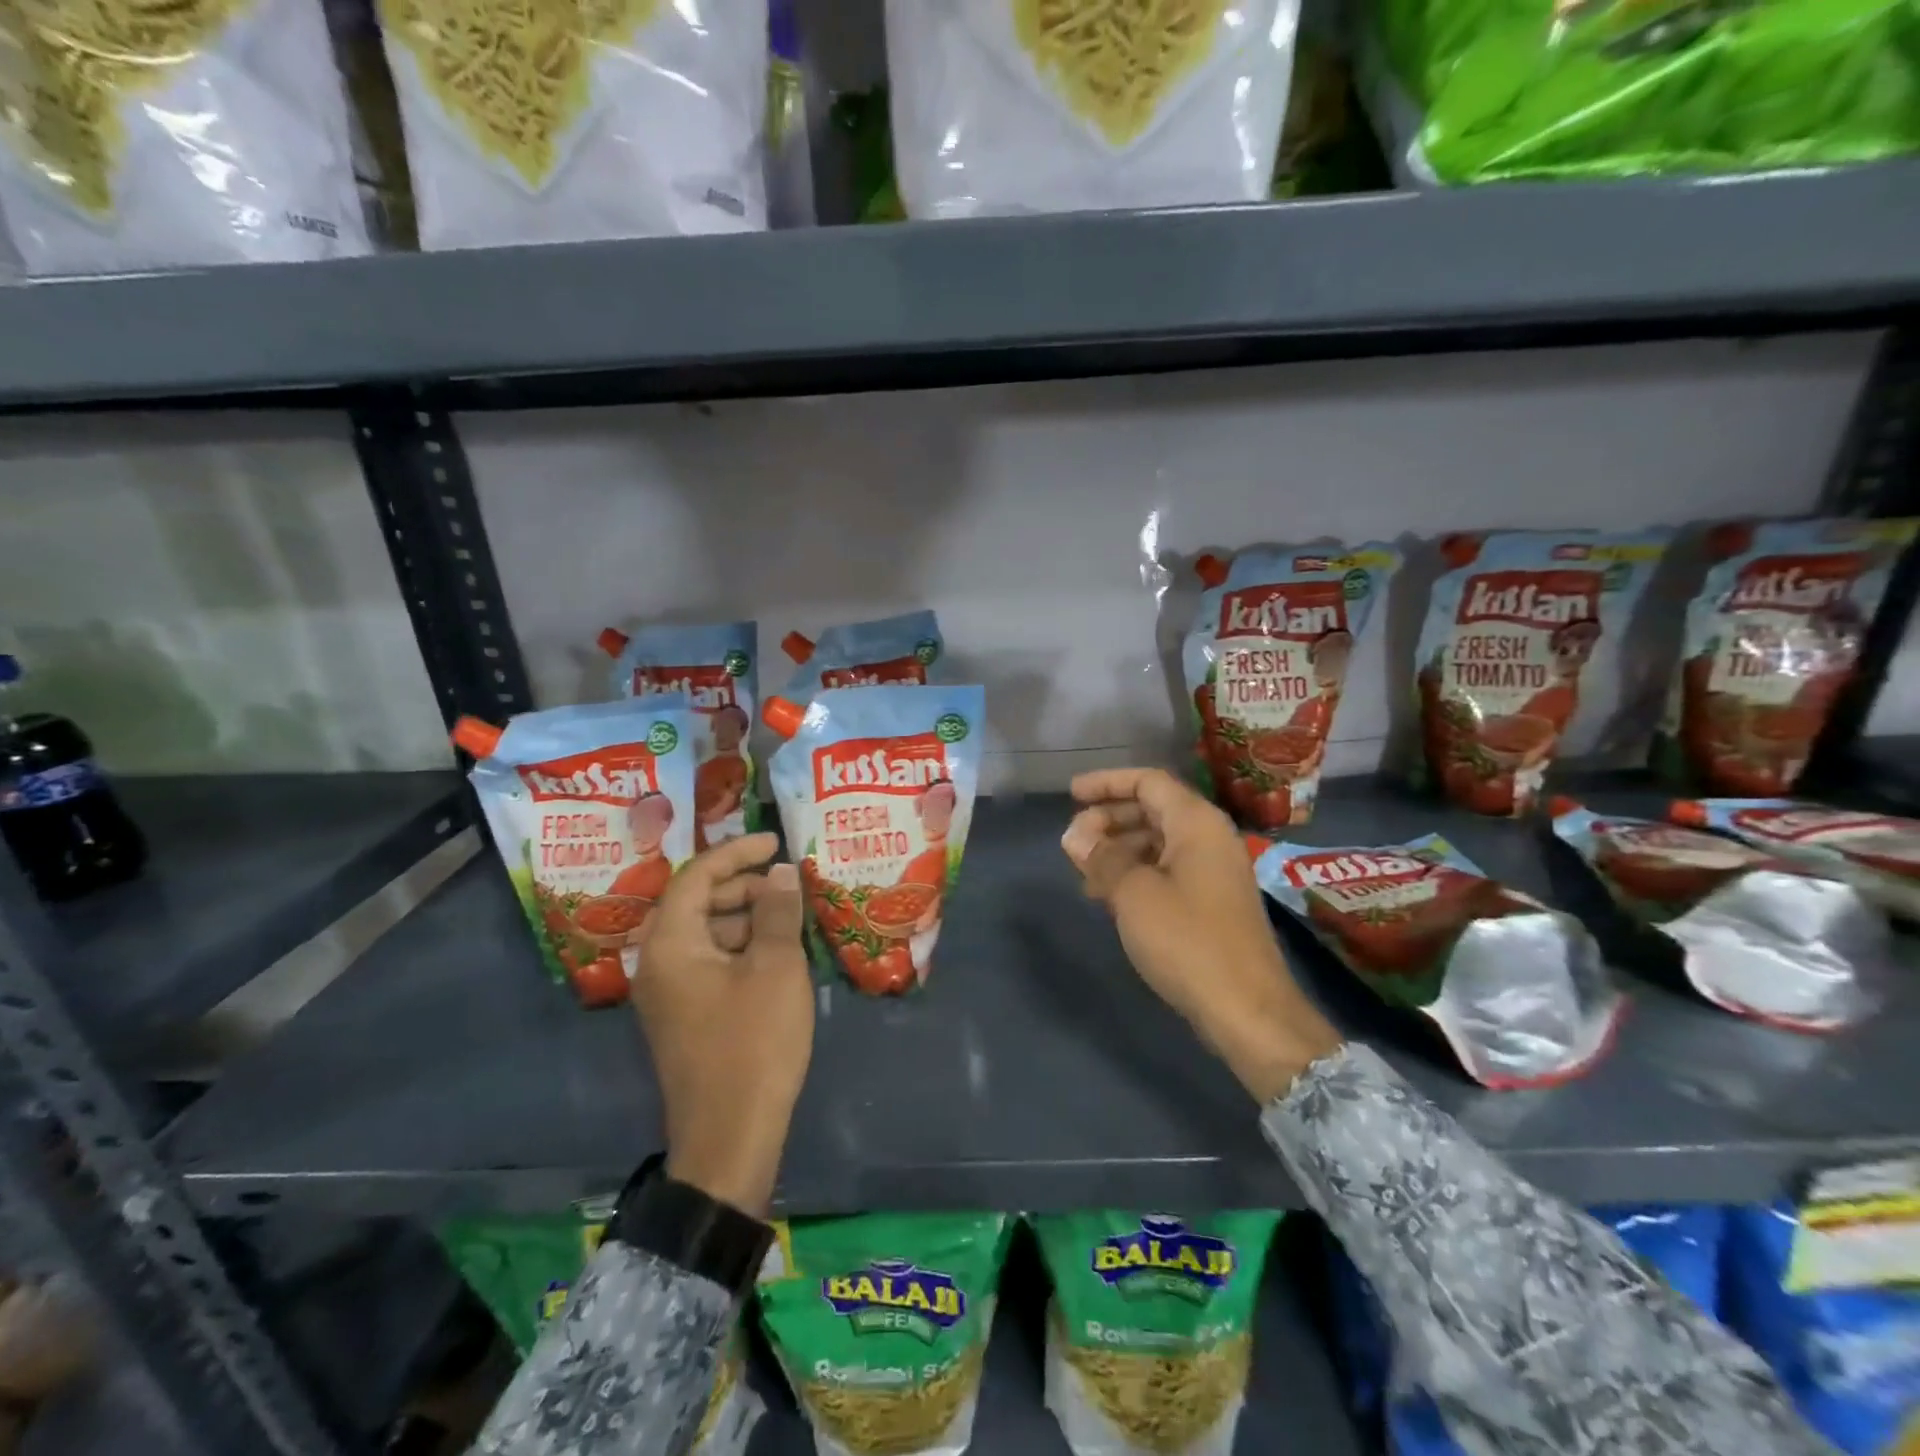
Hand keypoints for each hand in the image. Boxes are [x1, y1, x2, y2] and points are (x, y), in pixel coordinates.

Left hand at [631, 833, 810, 1216]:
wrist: (730, 1137)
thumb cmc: (754, 1043)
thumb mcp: (776, 968)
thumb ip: (777, 911)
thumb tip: (781, 872)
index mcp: (669, 945)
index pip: (696, 876)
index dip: (737, 852)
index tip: (776, 841)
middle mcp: (658, 963)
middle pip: (697, 902)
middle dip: (743, 885)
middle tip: (787, 883)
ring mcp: (668, 993)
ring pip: (706, 933)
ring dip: (746, 918)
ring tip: (790, 919)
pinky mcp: (685, 1016)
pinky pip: (710, 962)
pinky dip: (741, 948)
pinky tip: (777, 955)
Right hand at [1061, 768, 1341, 1103]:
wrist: (1247, 1010)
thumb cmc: (1187, 940)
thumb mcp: (1133, 893)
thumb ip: (1101, 857)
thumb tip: (1074, 835)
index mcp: (1196, 823)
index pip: (1148, 782)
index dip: (1107, 783)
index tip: (1071, 795)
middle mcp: (1209, 838)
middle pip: (1152, 810)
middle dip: (1109, 820)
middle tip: (1073, 843)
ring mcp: (1213, 872)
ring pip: (1157, 843)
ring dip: (1118, 850)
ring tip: (1084, 874)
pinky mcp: (1211, 903)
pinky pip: (1167, 871)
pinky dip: (1136, 874)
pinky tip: (1109, 898)